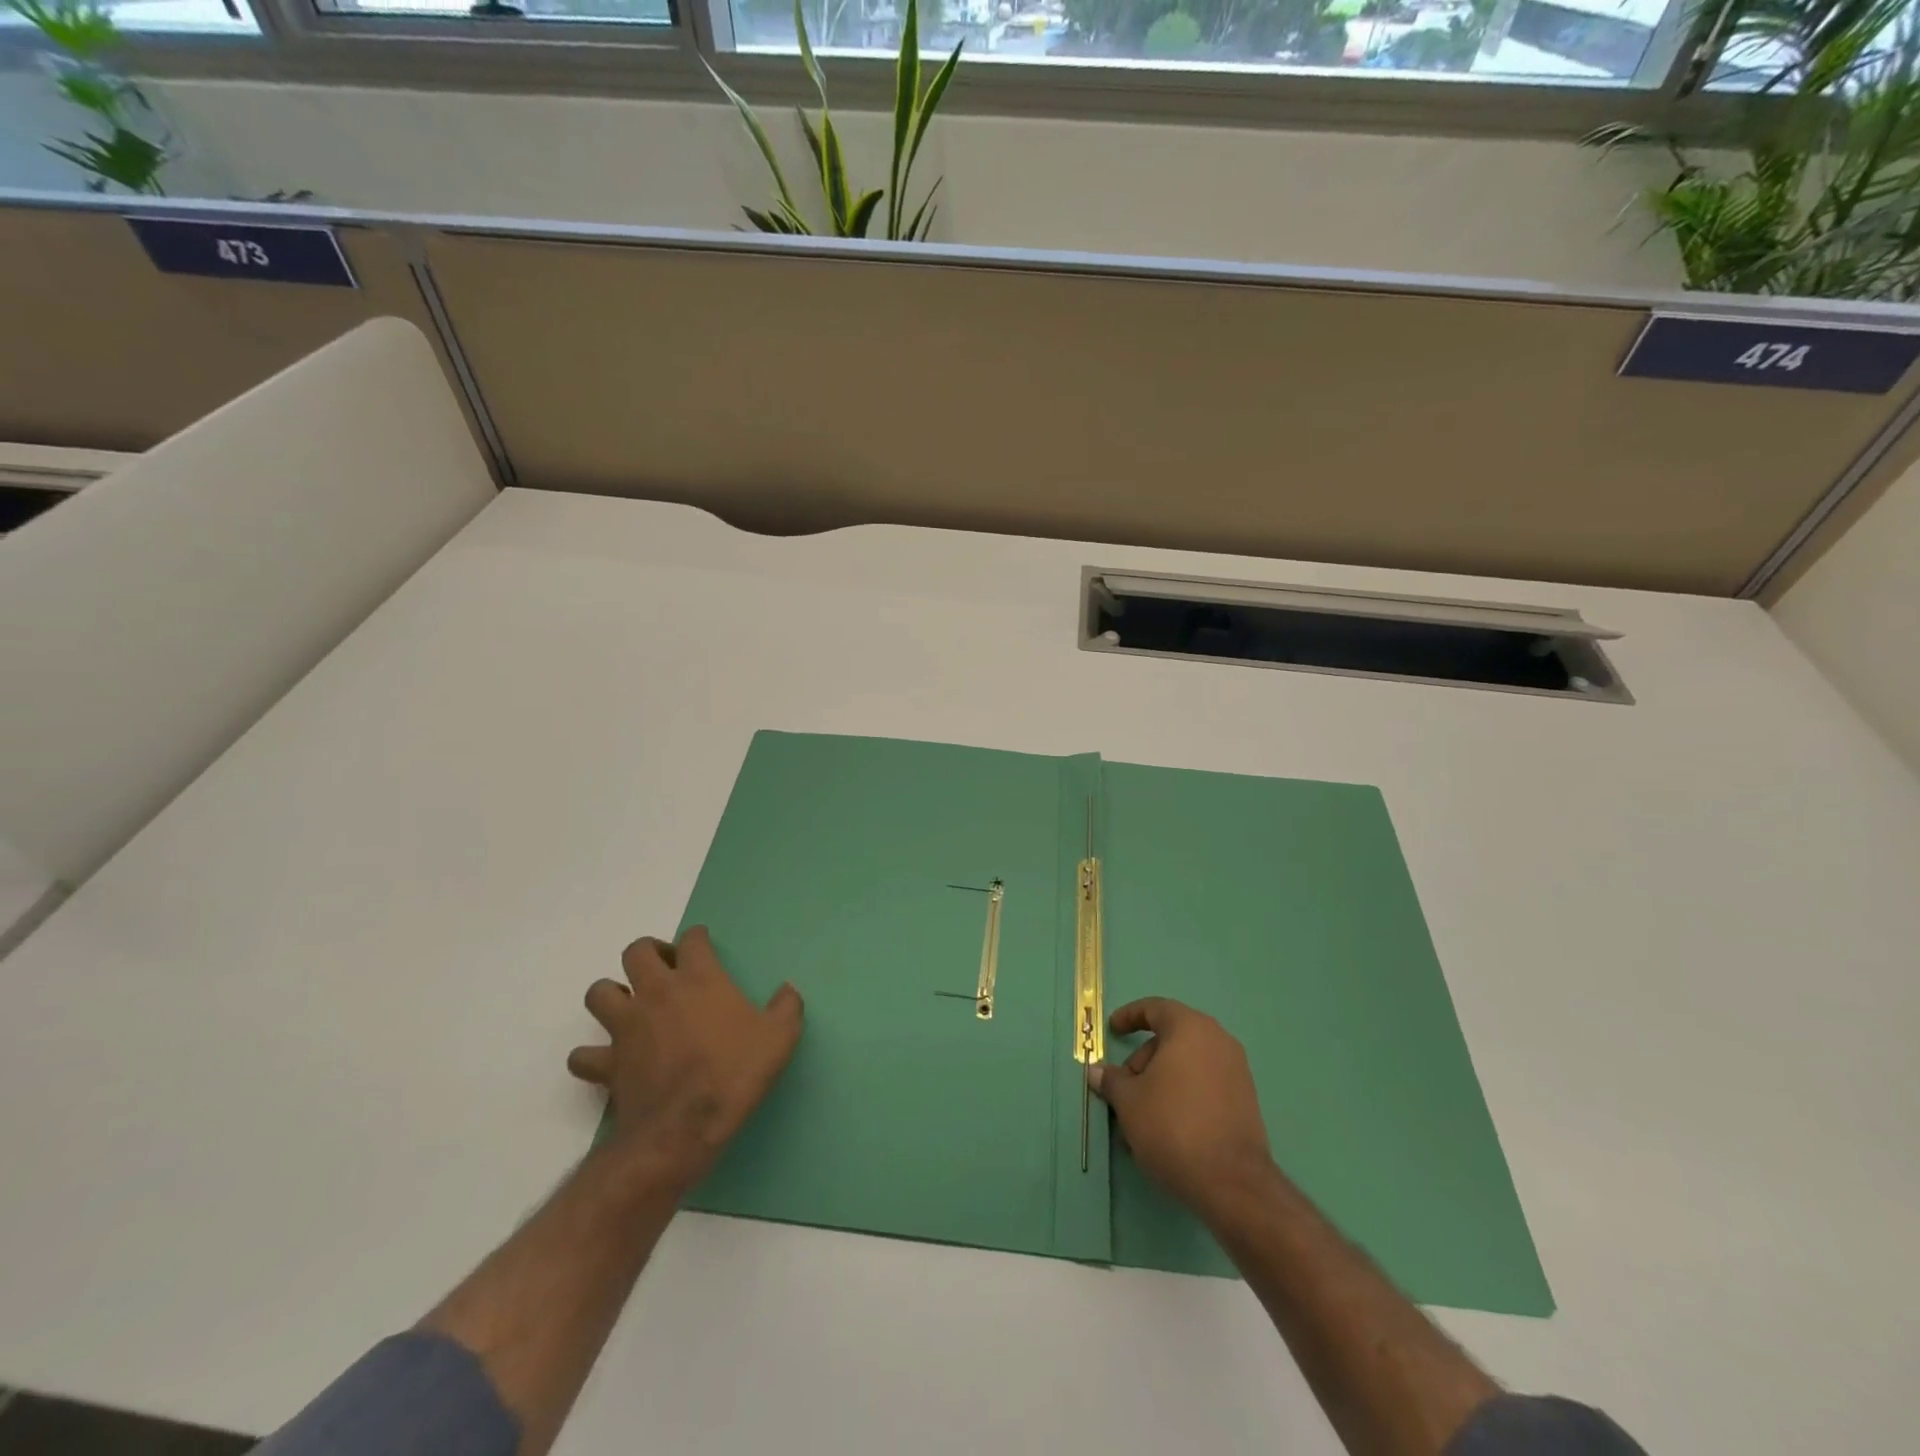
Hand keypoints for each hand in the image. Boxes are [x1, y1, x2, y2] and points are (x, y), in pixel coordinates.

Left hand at [567, 925, 802, 1193]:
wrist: (686, 1127)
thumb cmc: (735, 1073)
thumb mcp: (780, 1038)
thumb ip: (787, 1008)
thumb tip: (788, 991)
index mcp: (700, 979)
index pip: (692, 940)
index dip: (697, 938)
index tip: (702, 943)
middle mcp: (657, 992)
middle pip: (636, 952)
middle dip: (649, 953)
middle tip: (665, 969)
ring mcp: (627, 1026)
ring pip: (599, 993)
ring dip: (612, 994)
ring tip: (630, 1006)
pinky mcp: (608, 1063)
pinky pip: (584, 1056)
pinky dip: (591, 1056)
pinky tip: (606, 1060)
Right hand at [1089, 997, 1274, 1221]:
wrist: (1232, 1182)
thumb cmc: (1172, 1126)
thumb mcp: (1129, 1101)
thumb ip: (1112, 1080)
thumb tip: (1097, 1071)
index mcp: (1190, 1028)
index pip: (1155, 1009)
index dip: (1129, 1016)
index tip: (1112, 1030)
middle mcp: (1218, 1040)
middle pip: (1171, 1038)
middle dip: (1142, 1060)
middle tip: (1123, 1089)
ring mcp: (1236, 1071)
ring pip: (1187, 1065)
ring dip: (1160, 1082)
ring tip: (1140, 1118)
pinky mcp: (1245, 1100)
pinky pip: (1204, 1084)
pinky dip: (1182, 1094)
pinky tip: (1166, 1127)